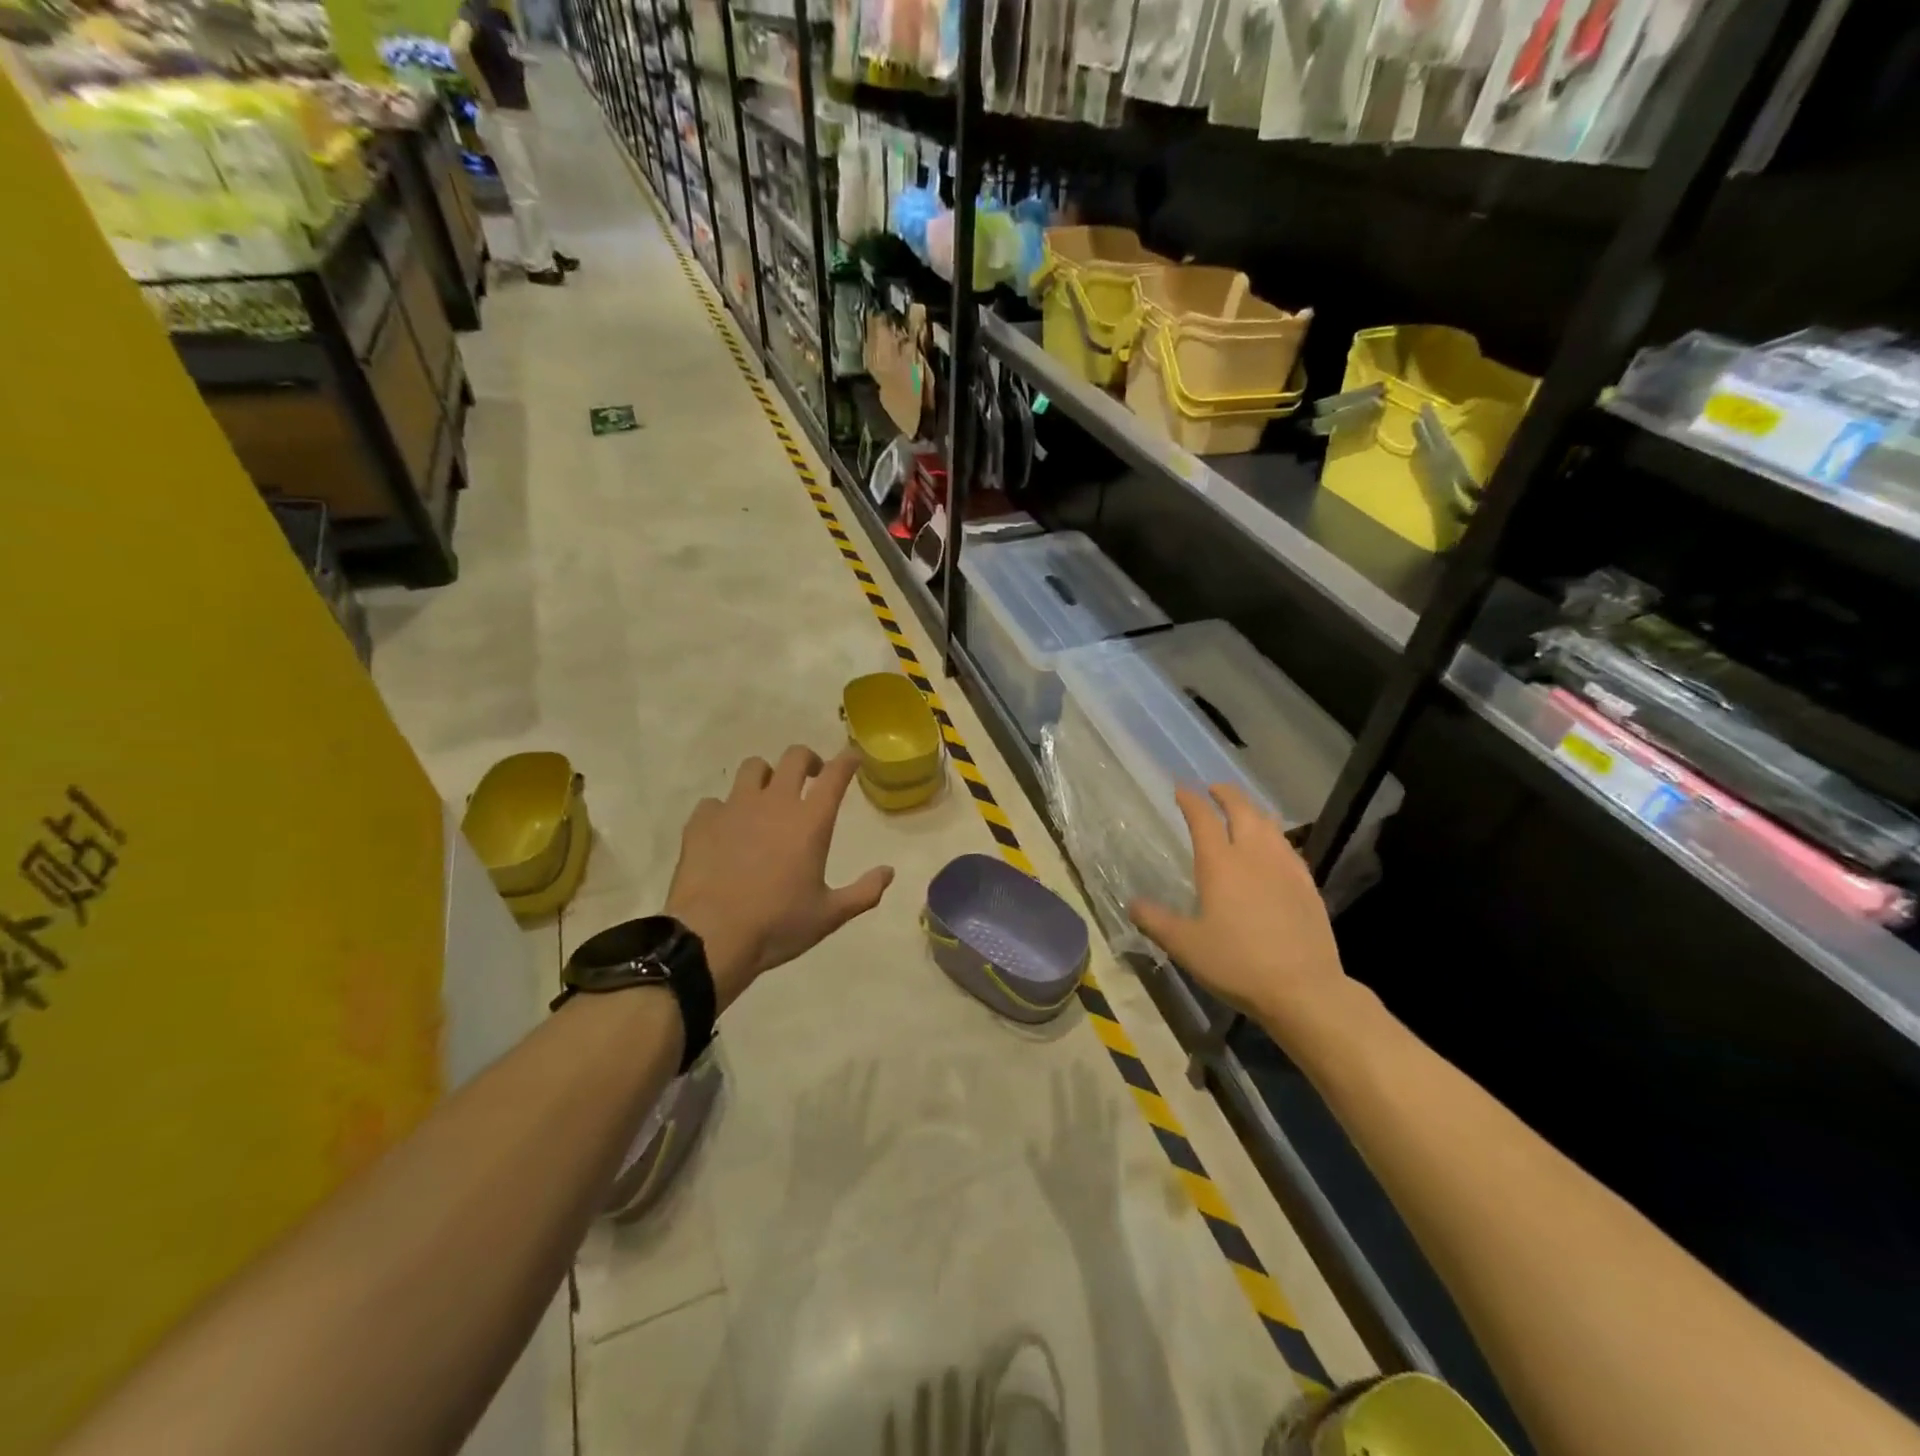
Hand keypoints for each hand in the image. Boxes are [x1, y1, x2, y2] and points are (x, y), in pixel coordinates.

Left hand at [666, 746, 893, 1010]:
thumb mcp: (830, 915)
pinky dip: (725, 809)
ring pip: (753, 767)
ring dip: (766, 776)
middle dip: (808, 760)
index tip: (852, 758)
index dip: (847, 760)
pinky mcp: (702, 821)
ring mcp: (734, 808)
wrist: (711, 937)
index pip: (836, 775)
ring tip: (767, 797)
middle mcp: (774, 803)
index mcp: (810, 822)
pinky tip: (726, 830)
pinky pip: (715, 801)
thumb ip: (864, 892)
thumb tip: (888, 872)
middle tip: (812, 777)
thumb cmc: (778, 925)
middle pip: (794, 757)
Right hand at [1127, 784, 1347, 1035]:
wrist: (1302, 988)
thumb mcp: (1185, 945)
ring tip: (1243, 811)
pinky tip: (1274, 848)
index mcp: (1220, 864)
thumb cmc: (1236, 963)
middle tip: (1214, 790)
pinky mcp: (1307, 885)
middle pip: (1242, 810)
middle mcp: (1254, 855)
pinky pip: (1288, 846)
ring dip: (1252, 810)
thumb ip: (1156, 921)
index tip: (1181, 790)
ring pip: (1269, 824)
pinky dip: (1274, 835)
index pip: (1203, 819)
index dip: (1190, 800)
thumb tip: (1133, 903)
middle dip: (1226, 794)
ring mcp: (1286, 868)